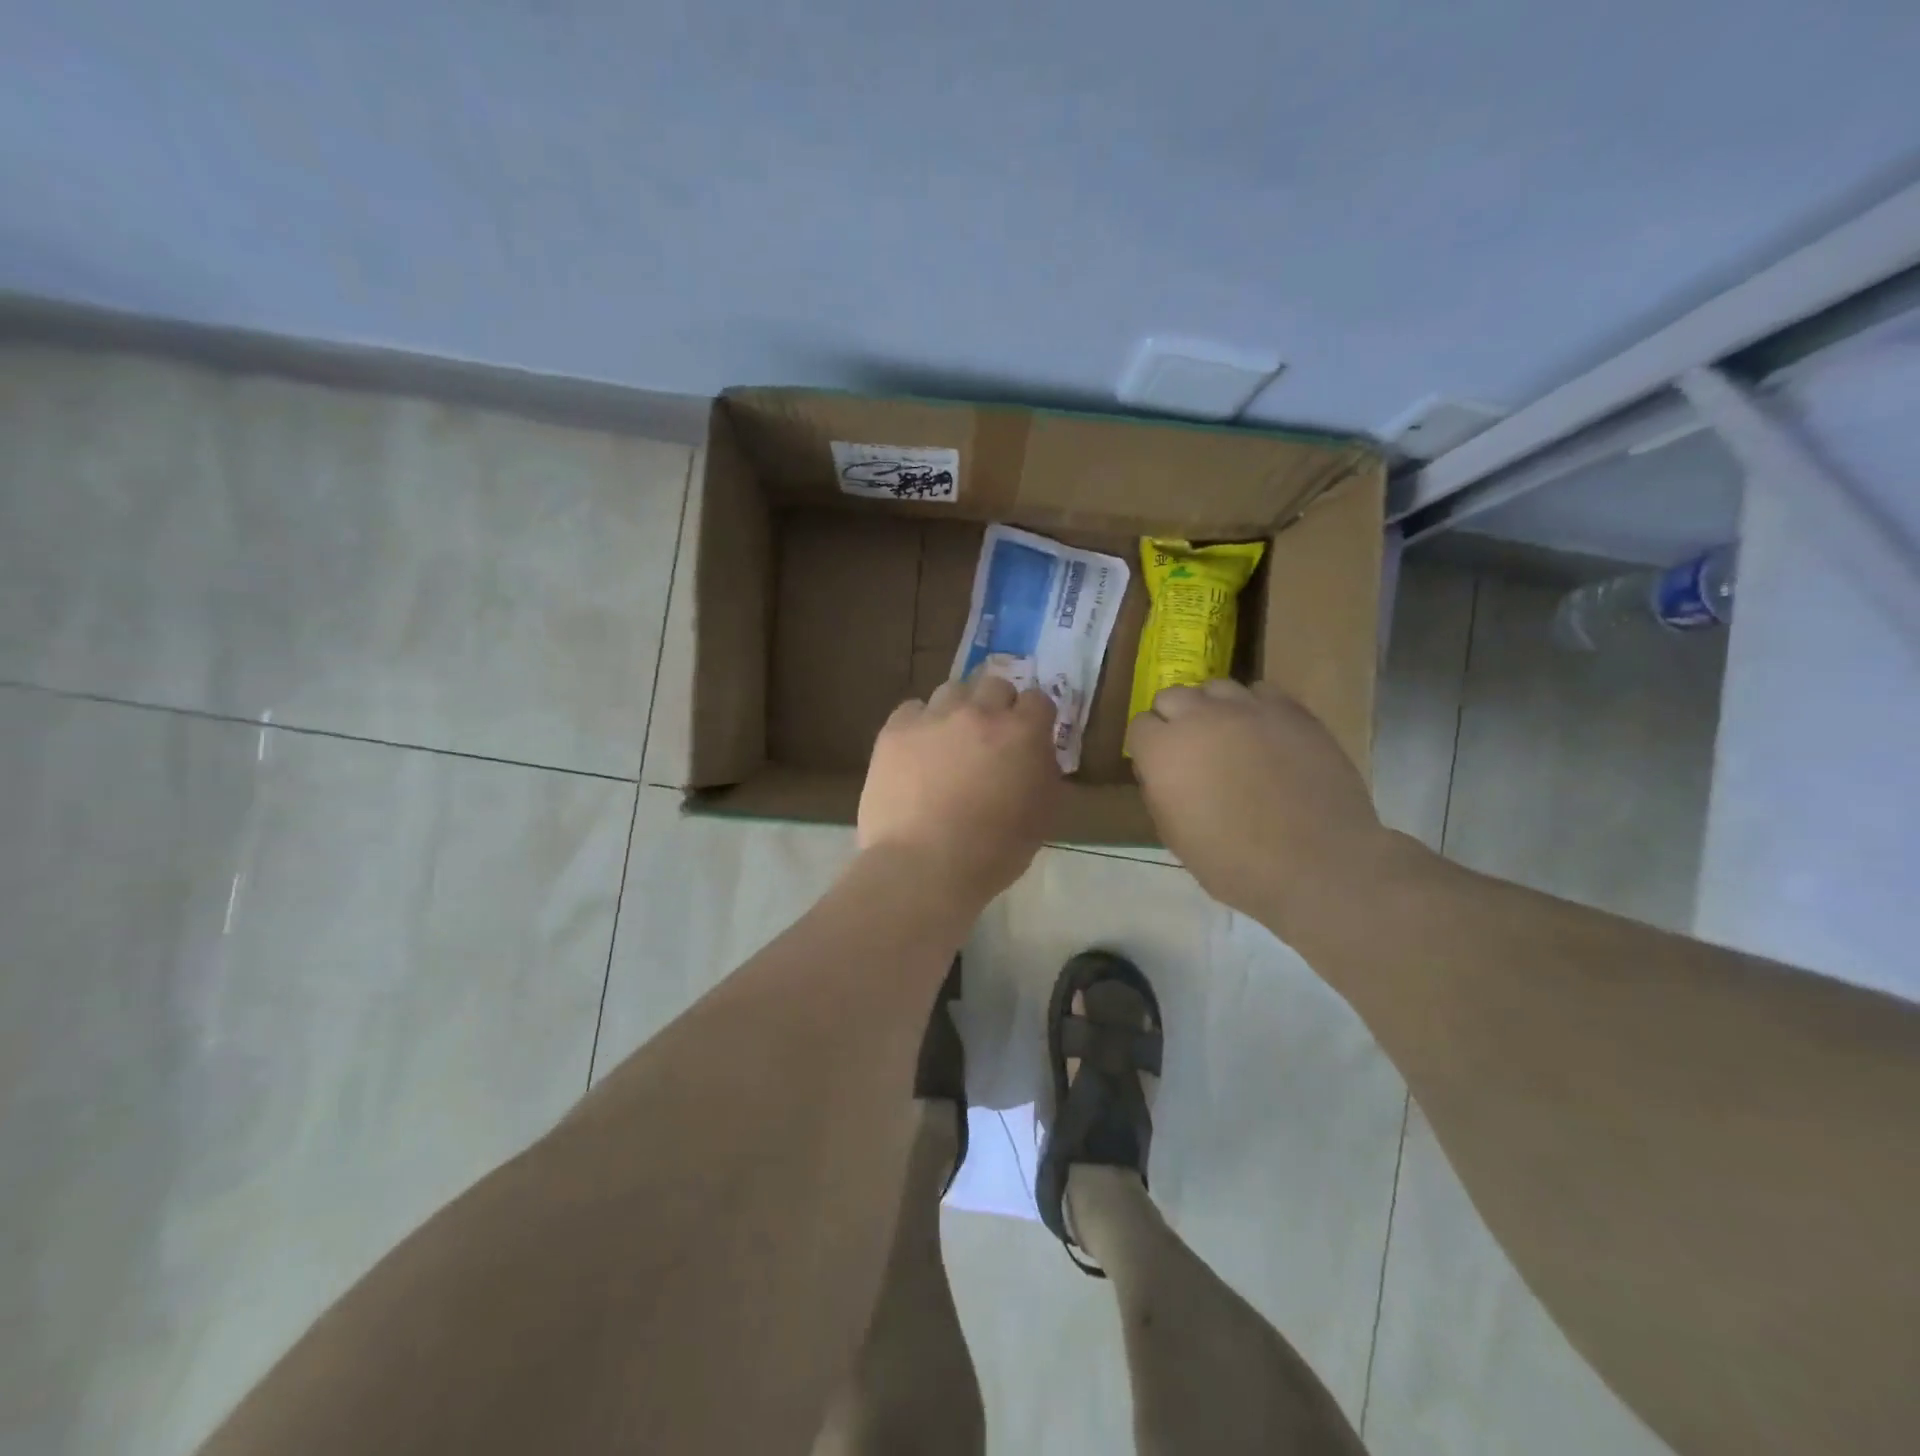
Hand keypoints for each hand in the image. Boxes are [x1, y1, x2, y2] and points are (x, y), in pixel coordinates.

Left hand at [859, 675, 1062, 904]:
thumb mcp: (1042, 818)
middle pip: (994, 684)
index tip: (1028, 738)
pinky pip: (912, 709)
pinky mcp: (895, 731)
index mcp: (1022, 733)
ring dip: (958, 709)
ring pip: (951, 690)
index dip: (1034, 718)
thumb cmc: (993, 852)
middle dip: (997, 706)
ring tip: (950, 741)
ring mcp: (933, 718)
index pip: (1037, 700)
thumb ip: (1045, 775)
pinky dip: (919, 724)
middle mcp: (979, 713)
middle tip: (990, 737)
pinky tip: (917, 751)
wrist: (923, 867)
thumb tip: (1038, 756)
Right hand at [1127, 680, 1400, 924]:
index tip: (1161, 769)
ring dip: (1213, 709)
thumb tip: (1162, 773)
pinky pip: (1260, 692)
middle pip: (1172, 696)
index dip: (1148, 748)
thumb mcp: (1175, 837)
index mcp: (1163, 751)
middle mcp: (1199, 718)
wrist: (1317, 864)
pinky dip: (1254, 708)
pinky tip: (1265, 735)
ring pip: (1215, 688)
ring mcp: (1248, 709)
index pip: (1139, 726)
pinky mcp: (1290, 710)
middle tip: (1192, 752)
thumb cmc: (1235, 863)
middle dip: (1175, 720)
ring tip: (1229, 738)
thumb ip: (1160, 793)